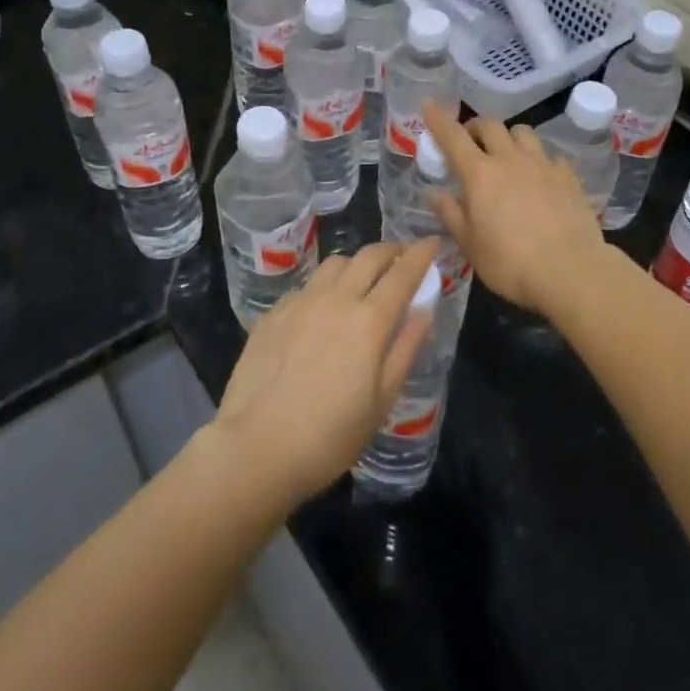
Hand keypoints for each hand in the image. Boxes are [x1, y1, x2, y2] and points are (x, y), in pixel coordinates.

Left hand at [212, 241, 438, 507]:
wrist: (257, 447)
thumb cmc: (331, 435)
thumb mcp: (382, 400)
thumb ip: (405, 348)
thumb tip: (424, 310)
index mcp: (369, 320)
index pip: (403, 273)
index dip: (421, 254)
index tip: (432, 243)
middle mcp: (336, 299)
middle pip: (369, 256)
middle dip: (391, 250)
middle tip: (402, 258)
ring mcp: (300, 302)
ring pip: (335, 263)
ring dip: (357, 263)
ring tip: (362, 280)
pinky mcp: (273, 313)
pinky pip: (307, 285)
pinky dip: (325, 286)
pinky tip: (322, 309)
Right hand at [422, 102, 612, 318]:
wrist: (570, 270)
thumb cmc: (510, 262)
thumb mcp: (470, 245)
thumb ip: (451, 215)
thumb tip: (435, 194)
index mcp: (479, 174)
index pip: (452, 136)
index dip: (438, 118)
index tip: (430, 104)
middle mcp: (510, 159)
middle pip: (490, 125)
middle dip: (476, 127)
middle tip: (470, 142)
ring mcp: (542, 164)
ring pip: (523, 132)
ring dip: (509, 138)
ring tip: (507, 155)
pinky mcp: (568, 176)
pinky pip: (550, 156)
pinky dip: (540, 160)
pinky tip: (541, 178)